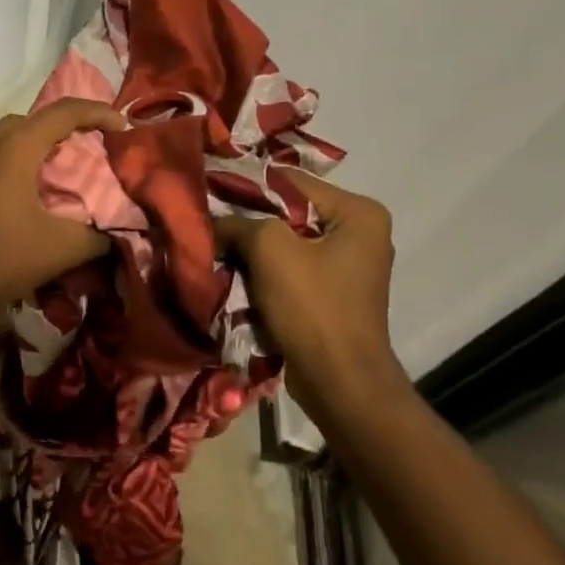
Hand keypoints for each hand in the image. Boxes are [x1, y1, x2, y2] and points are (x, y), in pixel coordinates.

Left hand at [0, 98, 126, 325]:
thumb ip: (97, 237)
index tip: (122, 128)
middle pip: (35, 119)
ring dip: (38, 144)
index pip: (64, 112)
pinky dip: (16, 161)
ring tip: (61, 169)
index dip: (99, 112)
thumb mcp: (59, 250)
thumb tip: (118, 234)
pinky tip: (26, 192)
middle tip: (93, 148)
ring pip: (9, 136)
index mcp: (15, 147)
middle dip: (68, 127)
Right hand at [215, 171, 409, 418]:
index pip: (290, 182)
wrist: (339, 382)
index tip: (206, 191)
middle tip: (206, 223)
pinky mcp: (332, 295)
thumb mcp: (269, 250)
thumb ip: (237, 223)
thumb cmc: (313, 306)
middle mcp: (359, 234)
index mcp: (358, 213)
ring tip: (214, 250)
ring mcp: (347, 267)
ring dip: (251, 251)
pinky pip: (290, 271)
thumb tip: (209, 221)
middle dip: (247, 222)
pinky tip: (234, 277)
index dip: (245, 185)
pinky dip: (263, 274)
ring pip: (285, 245)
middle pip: (288, 214)